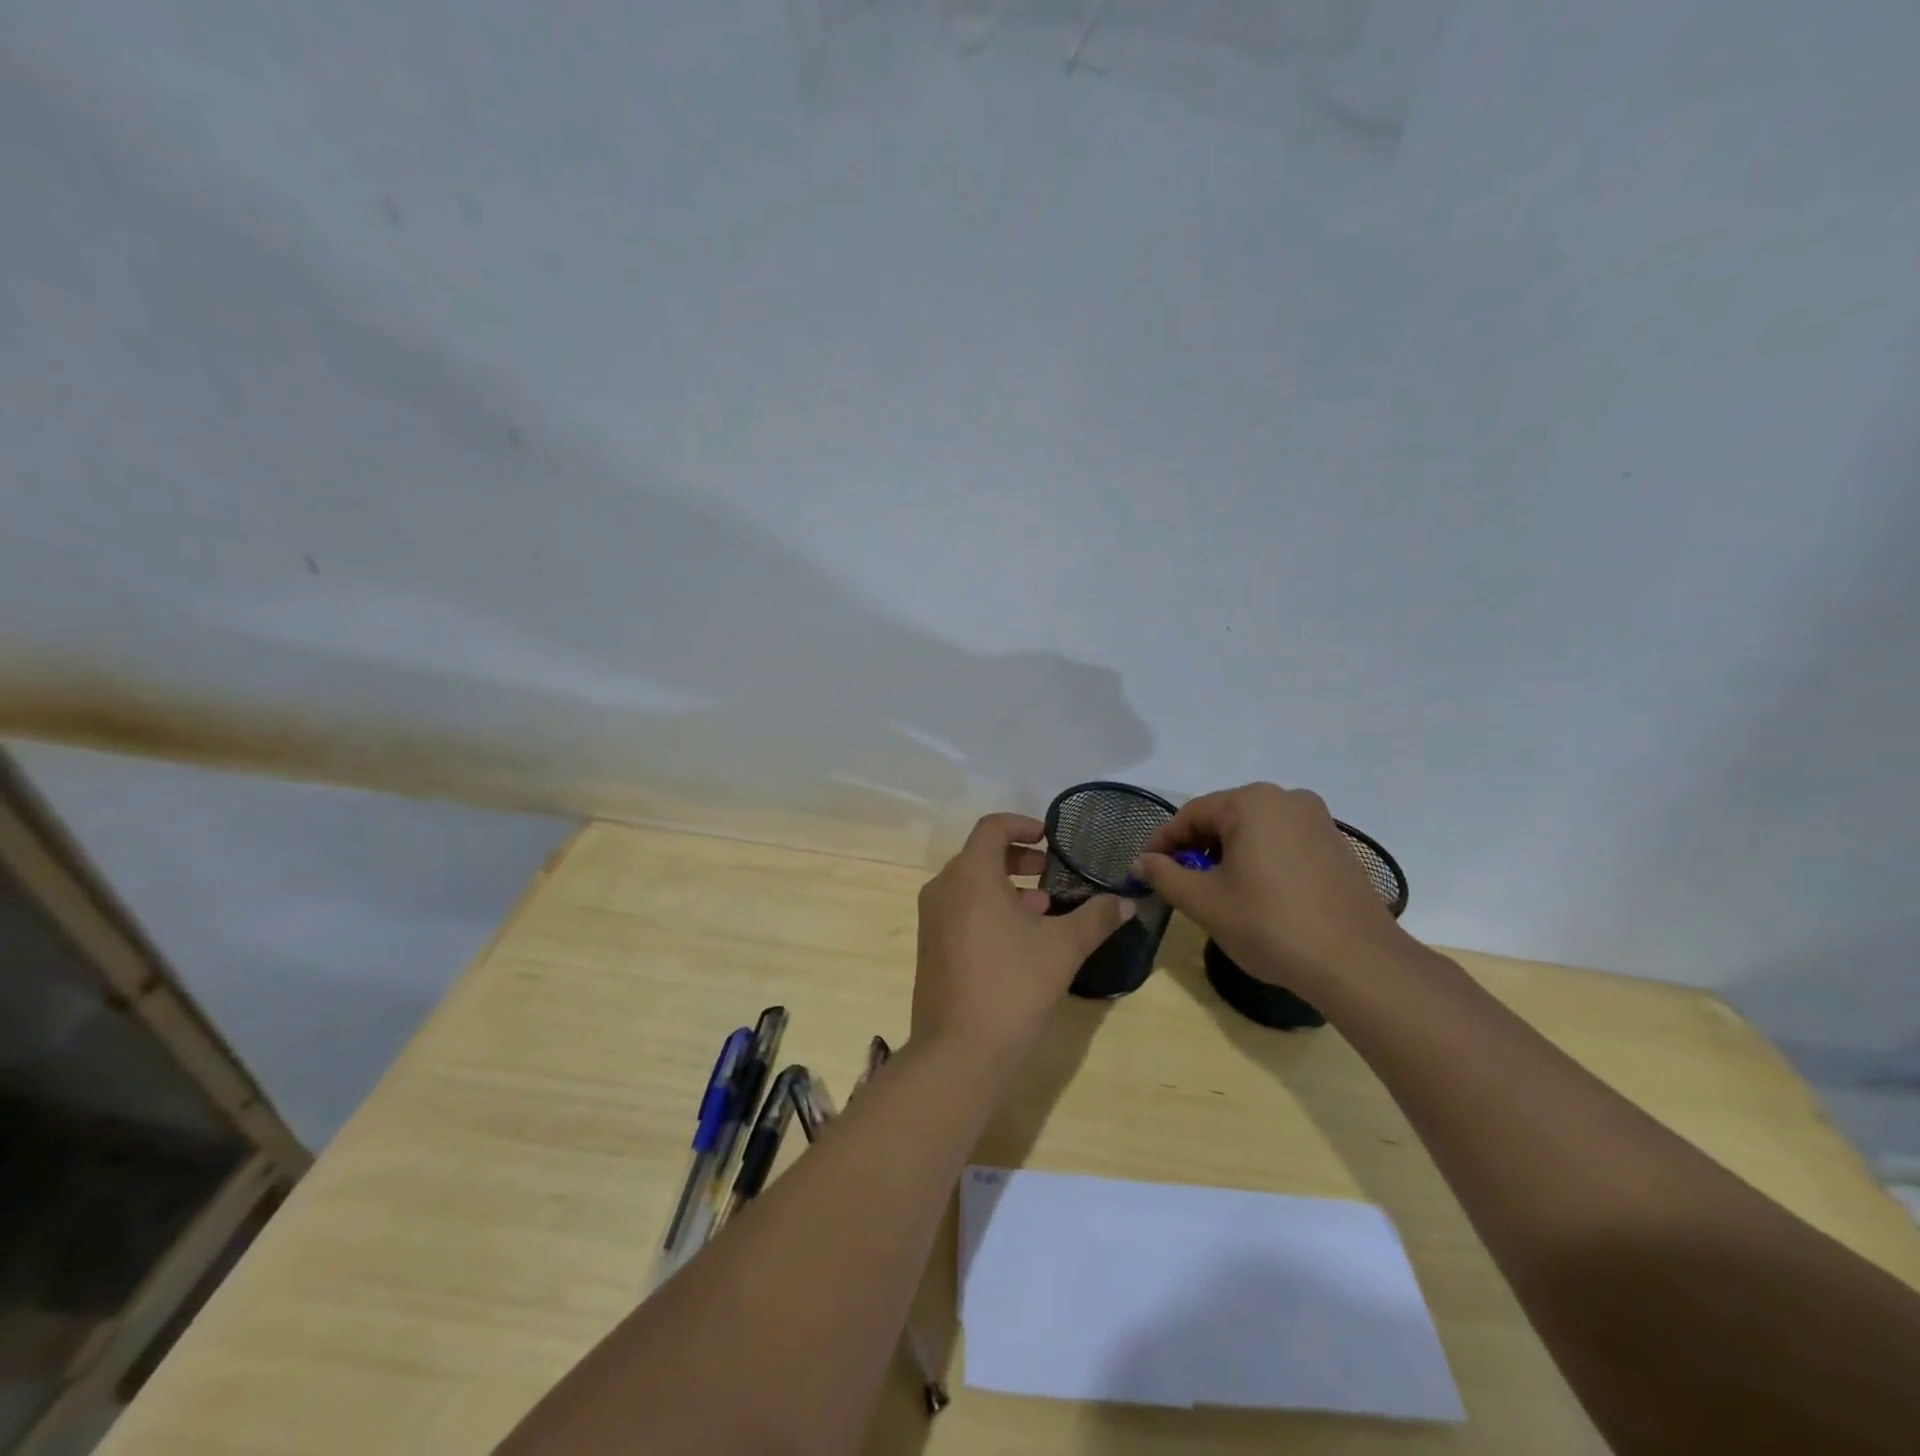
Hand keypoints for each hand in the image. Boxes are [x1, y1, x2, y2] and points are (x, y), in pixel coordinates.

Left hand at [912, 813, 1132, 1070]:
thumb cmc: (1012, 986)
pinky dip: (988, 909)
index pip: (992, 827)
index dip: (1023, 825)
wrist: (959, 1052)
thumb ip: (1096, 918)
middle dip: (1018, 859)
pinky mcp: (930, 946)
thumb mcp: (1063, 948)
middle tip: (1051, 873)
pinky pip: (960, 909)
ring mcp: (932, 918)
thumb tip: (1126, 902)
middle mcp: (944, 888)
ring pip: (970, 884)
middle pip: (980, 854)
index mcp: (970, 874)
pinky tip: (1020, 939)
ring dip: (1006, 886)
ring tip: (1043, 908)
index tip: (1050, 840)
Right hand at [1132, 783, 1406, 995]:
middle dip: (1197, 848)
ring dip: (1229, 854)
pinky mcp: (1337, 846)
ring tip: (1217, 891)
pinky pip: (1284, 843)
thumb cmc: (1270, 924)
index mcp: (1251, 802)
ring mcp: (1318, 821)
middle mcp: (1286, 799)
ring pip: (1255, 830)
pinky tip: (1258, 895)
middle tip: (1180, 882)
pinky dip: (1261, 861)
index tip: (1146, 869)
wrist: (1357, 963)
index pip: (1191, 814)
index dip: (1163, 842)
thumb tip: (1142, 861)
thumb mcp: (1204, 901)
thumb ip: (1165, 875)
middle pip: (1224, 818)